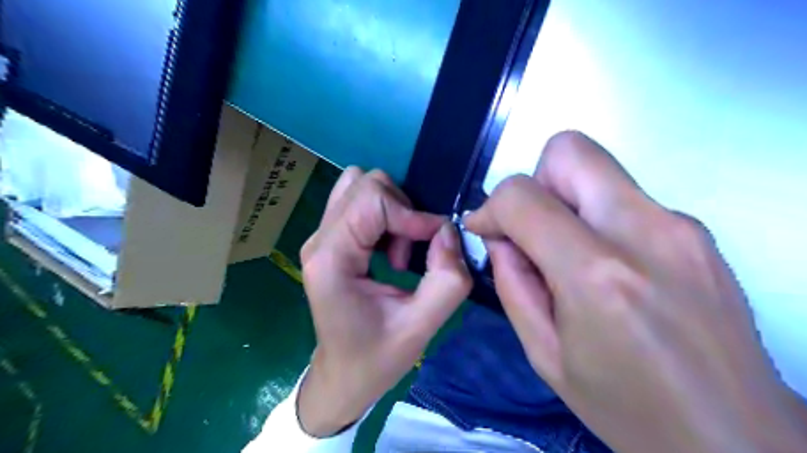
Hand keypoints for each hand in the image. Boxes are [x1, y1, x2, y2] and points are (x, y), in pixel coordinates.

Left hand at [296, 166, 473, 435]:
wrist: (342, 376)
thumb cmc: (376, 359)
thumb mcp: (420, 328)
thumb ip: (447, 280)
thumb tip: (448, 232)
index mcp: (331, 258)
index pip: (371, 199)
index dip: (412, 214)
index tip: (435, 241)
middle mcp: (319, 239)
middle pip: (364, 183)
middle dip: (401, 210)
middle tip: (411, 250)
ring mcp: (321, 237)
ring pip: (361, 187)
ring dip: (392, 211)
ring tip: (398, 252)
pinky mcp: (330, 240)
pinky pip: (359, 203)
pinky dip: (384, 217)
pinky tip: (388, 252)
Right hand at [463, 130, 802, 452]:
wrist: (733, 437)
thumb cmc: (626, 406)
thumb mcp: (544, 353)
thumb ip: (512, 283)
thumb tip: (499, 237)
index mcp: (596, 274)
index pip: (522, 196)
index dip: (491, 206)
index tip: (485, 229)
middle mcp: (644, 232)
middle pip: (570, 151)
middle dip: (534, 182)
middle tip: (532, 230)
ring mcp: (680, 225)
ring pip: (599, 169)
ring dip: (566, 201)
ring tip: (567, 255)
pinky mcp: (697, 230)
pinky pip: (625, 197)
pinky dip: (597, 217)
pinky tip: (605, 266)